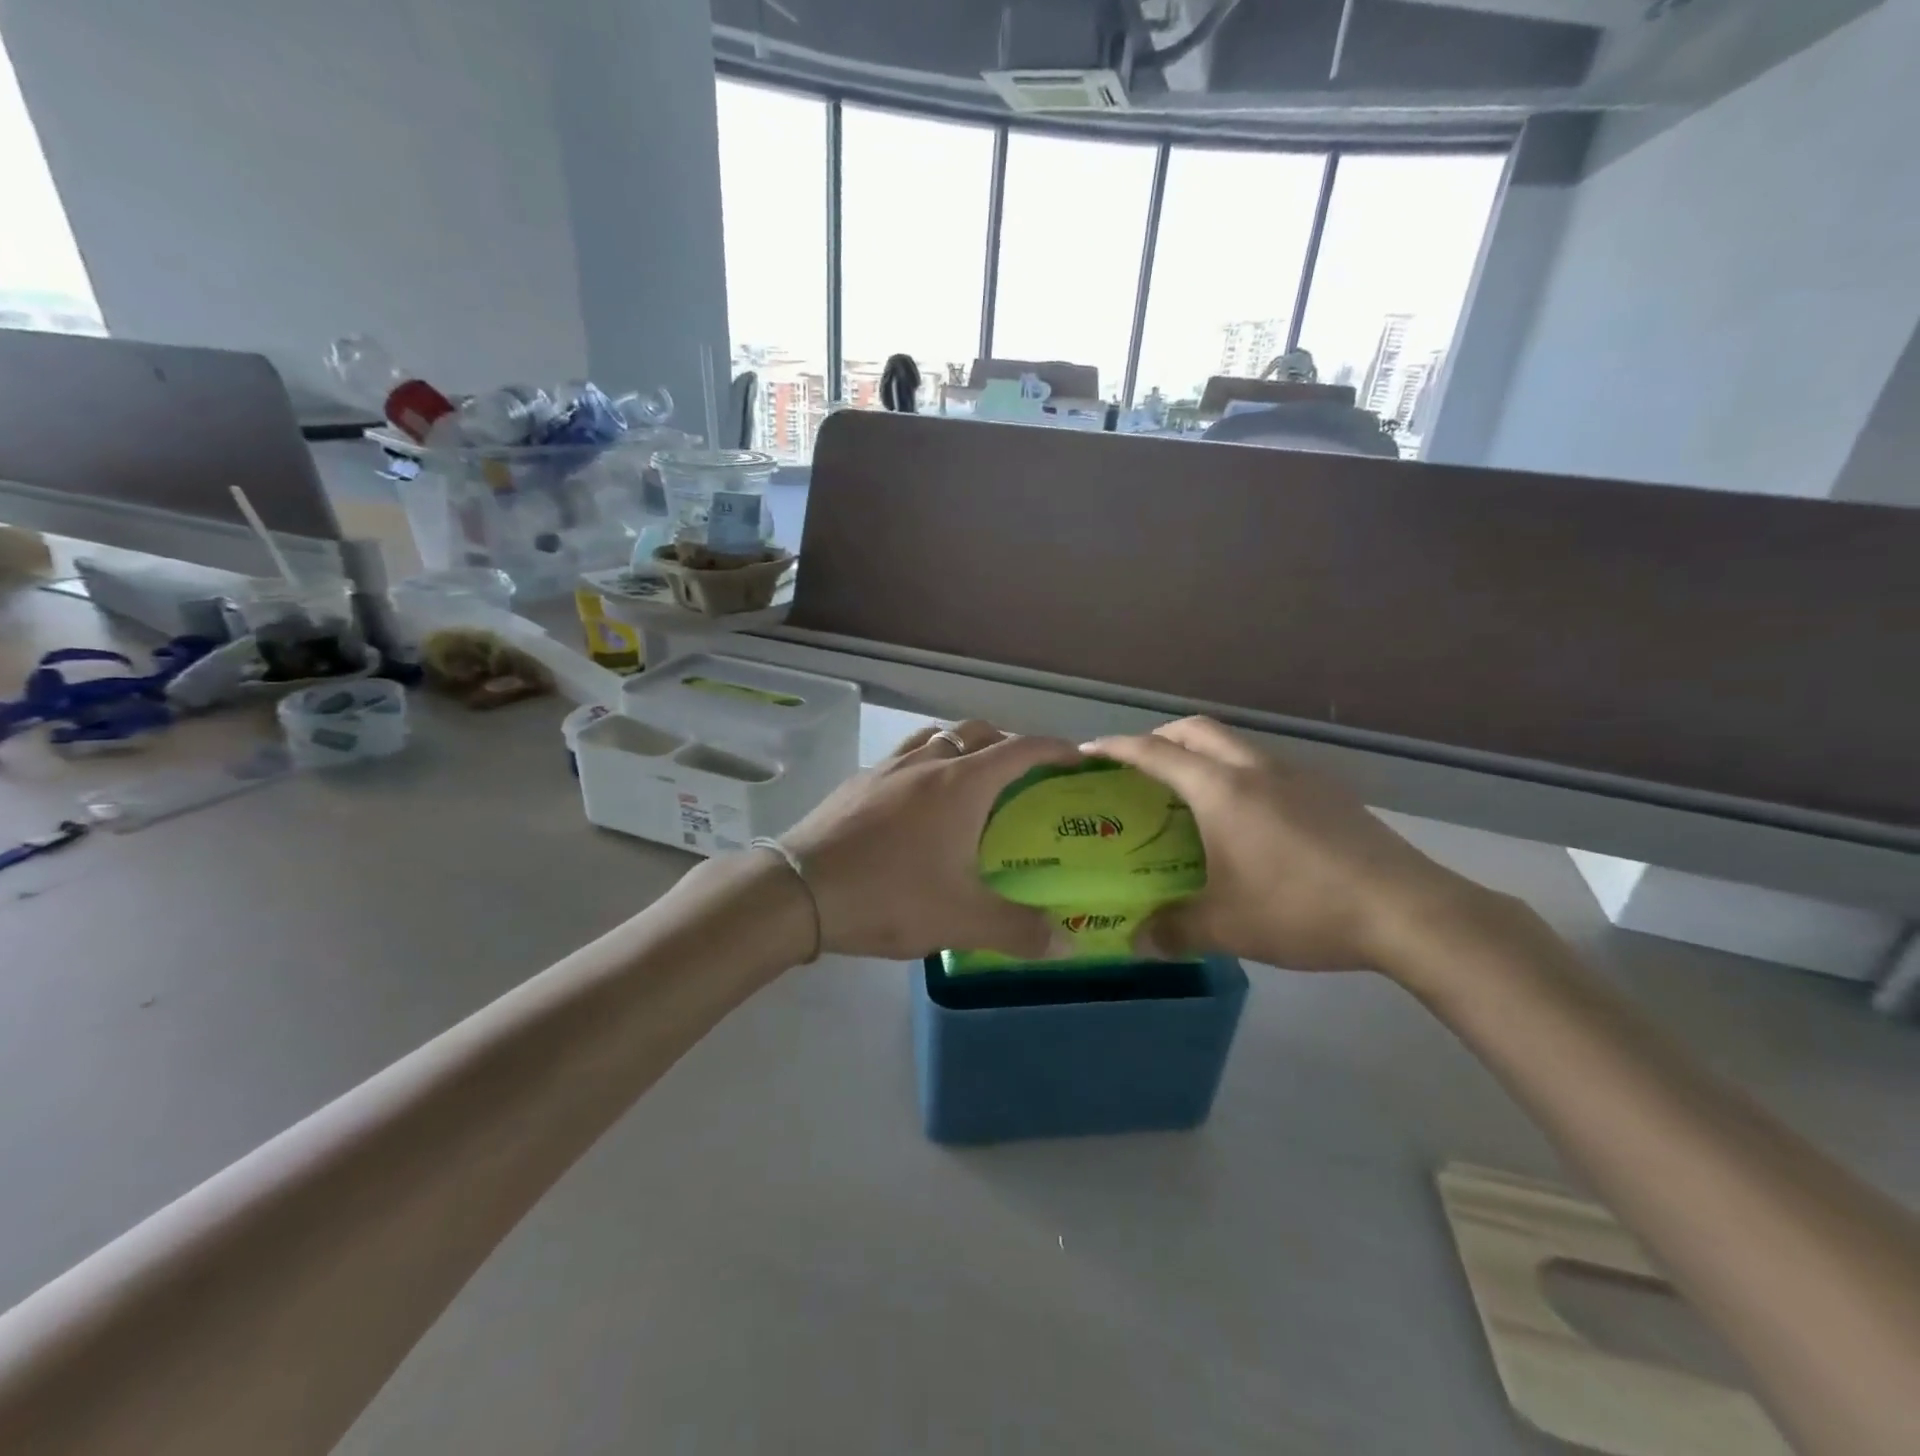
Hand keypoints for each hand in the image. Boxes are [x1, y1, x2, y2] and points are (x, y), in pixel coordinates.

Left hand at [779, 720, 1080, 960]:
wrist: (797, 891)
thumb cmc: (888, 895)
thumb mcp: (960, 919)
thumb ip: (1017, 929)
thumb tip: (1064, 944)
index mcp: (961, 784)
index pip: (1020, 749)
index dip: (1053, 748)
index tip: (1074, 757)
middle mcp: (926, 763)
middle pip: (976, 732)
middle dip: (1007, 743)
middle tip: (1022, 774)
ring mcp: (886, 768)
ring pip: (935, 737)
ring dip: (960, 746)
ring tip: (968, 780)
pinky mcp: (856, 783)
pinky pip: (902, 757)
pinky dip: (923, 764)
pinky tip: (915, 803)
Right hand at [1082, 717, 1483, 971]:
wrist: (1407, 911)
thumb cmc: (1302, 909)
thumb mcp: (1227, 927)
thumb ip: (1174, 930)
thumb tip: (1138, 940)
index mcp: (1221, 790)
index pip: (1156, 754)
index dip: (1118, 747)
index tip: (1089, 750)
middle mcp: (1255, 769)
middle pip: (1197, 730)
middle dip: (1160, 737)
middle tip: (1138, 765)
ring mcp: (1297, 776)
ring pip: (1236, 745)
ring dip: (1203, 754)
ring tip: (1189, 793)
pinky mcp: (1327, 792)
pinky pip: (1266, 767)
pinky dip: (1238, 774)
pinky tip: (1246, 819)